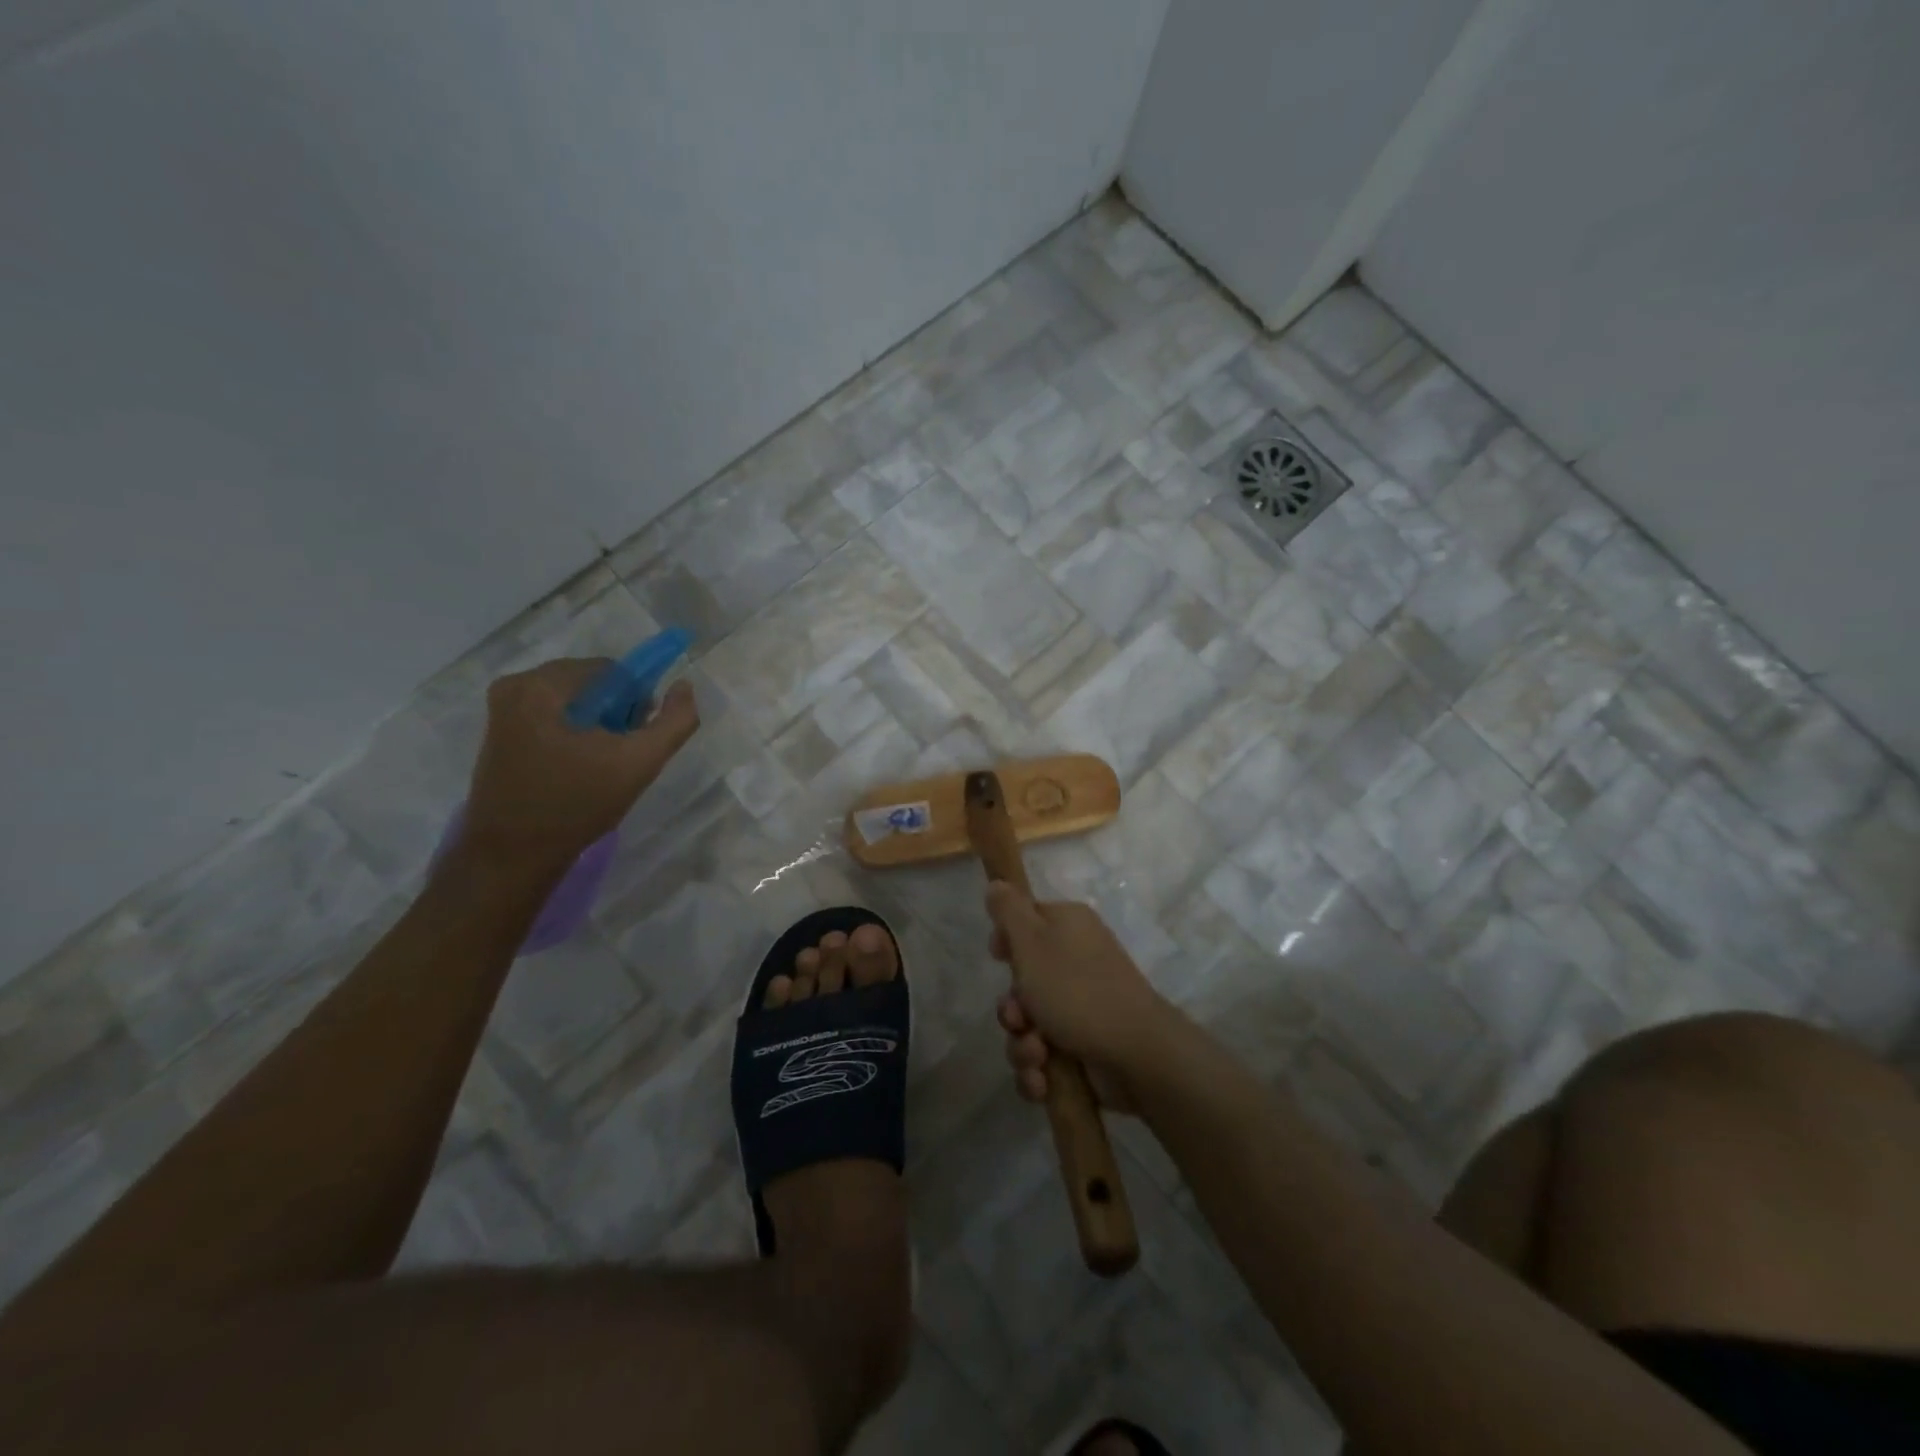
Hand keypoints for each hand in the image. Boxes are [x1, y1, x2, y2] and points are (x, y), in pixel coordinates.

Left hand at [461, 659, 698, 873]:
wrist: (512, 855)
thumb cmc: (577, 805)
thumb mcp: (640, 763)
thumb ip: (674, 721)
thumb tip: (684, 687)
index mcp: (543, 685)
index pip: (612, 672)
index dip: (635, 703)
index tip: (633, 740)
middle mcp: (515, 685)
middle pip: (591, 684)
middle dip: (614, 714)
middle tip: (618, 757)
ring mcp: (501, 709)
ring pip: (573, 701)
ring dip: (595, 726)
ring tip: (598, 767)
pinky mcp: (498, 732)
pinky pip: (552, 717)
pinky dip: (572, 735)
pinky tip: (575, 769)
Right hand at [985, 883, 1170, 1114]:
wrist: (1134, 1054)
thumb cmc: (1076, 989)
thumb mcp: (1032, 940)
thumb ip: (1008, 910)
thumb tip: (997, 883)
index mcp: (1067, 927)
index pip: (1026, 922)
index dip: (1006, 942)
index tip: (998, 957)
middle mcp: (1075, 962)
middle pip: (1022, 981)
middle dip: (1012, 1010)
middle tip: (1019, 1018)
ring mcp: (1080, 1007)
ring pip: (1028, 1025)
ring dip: (1022, 1045)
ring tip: (1037, 1056)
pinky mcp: (1083, 1047)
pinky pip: (1044, 1057)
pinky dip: (1038, 1071)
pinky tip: (1044, 1081)